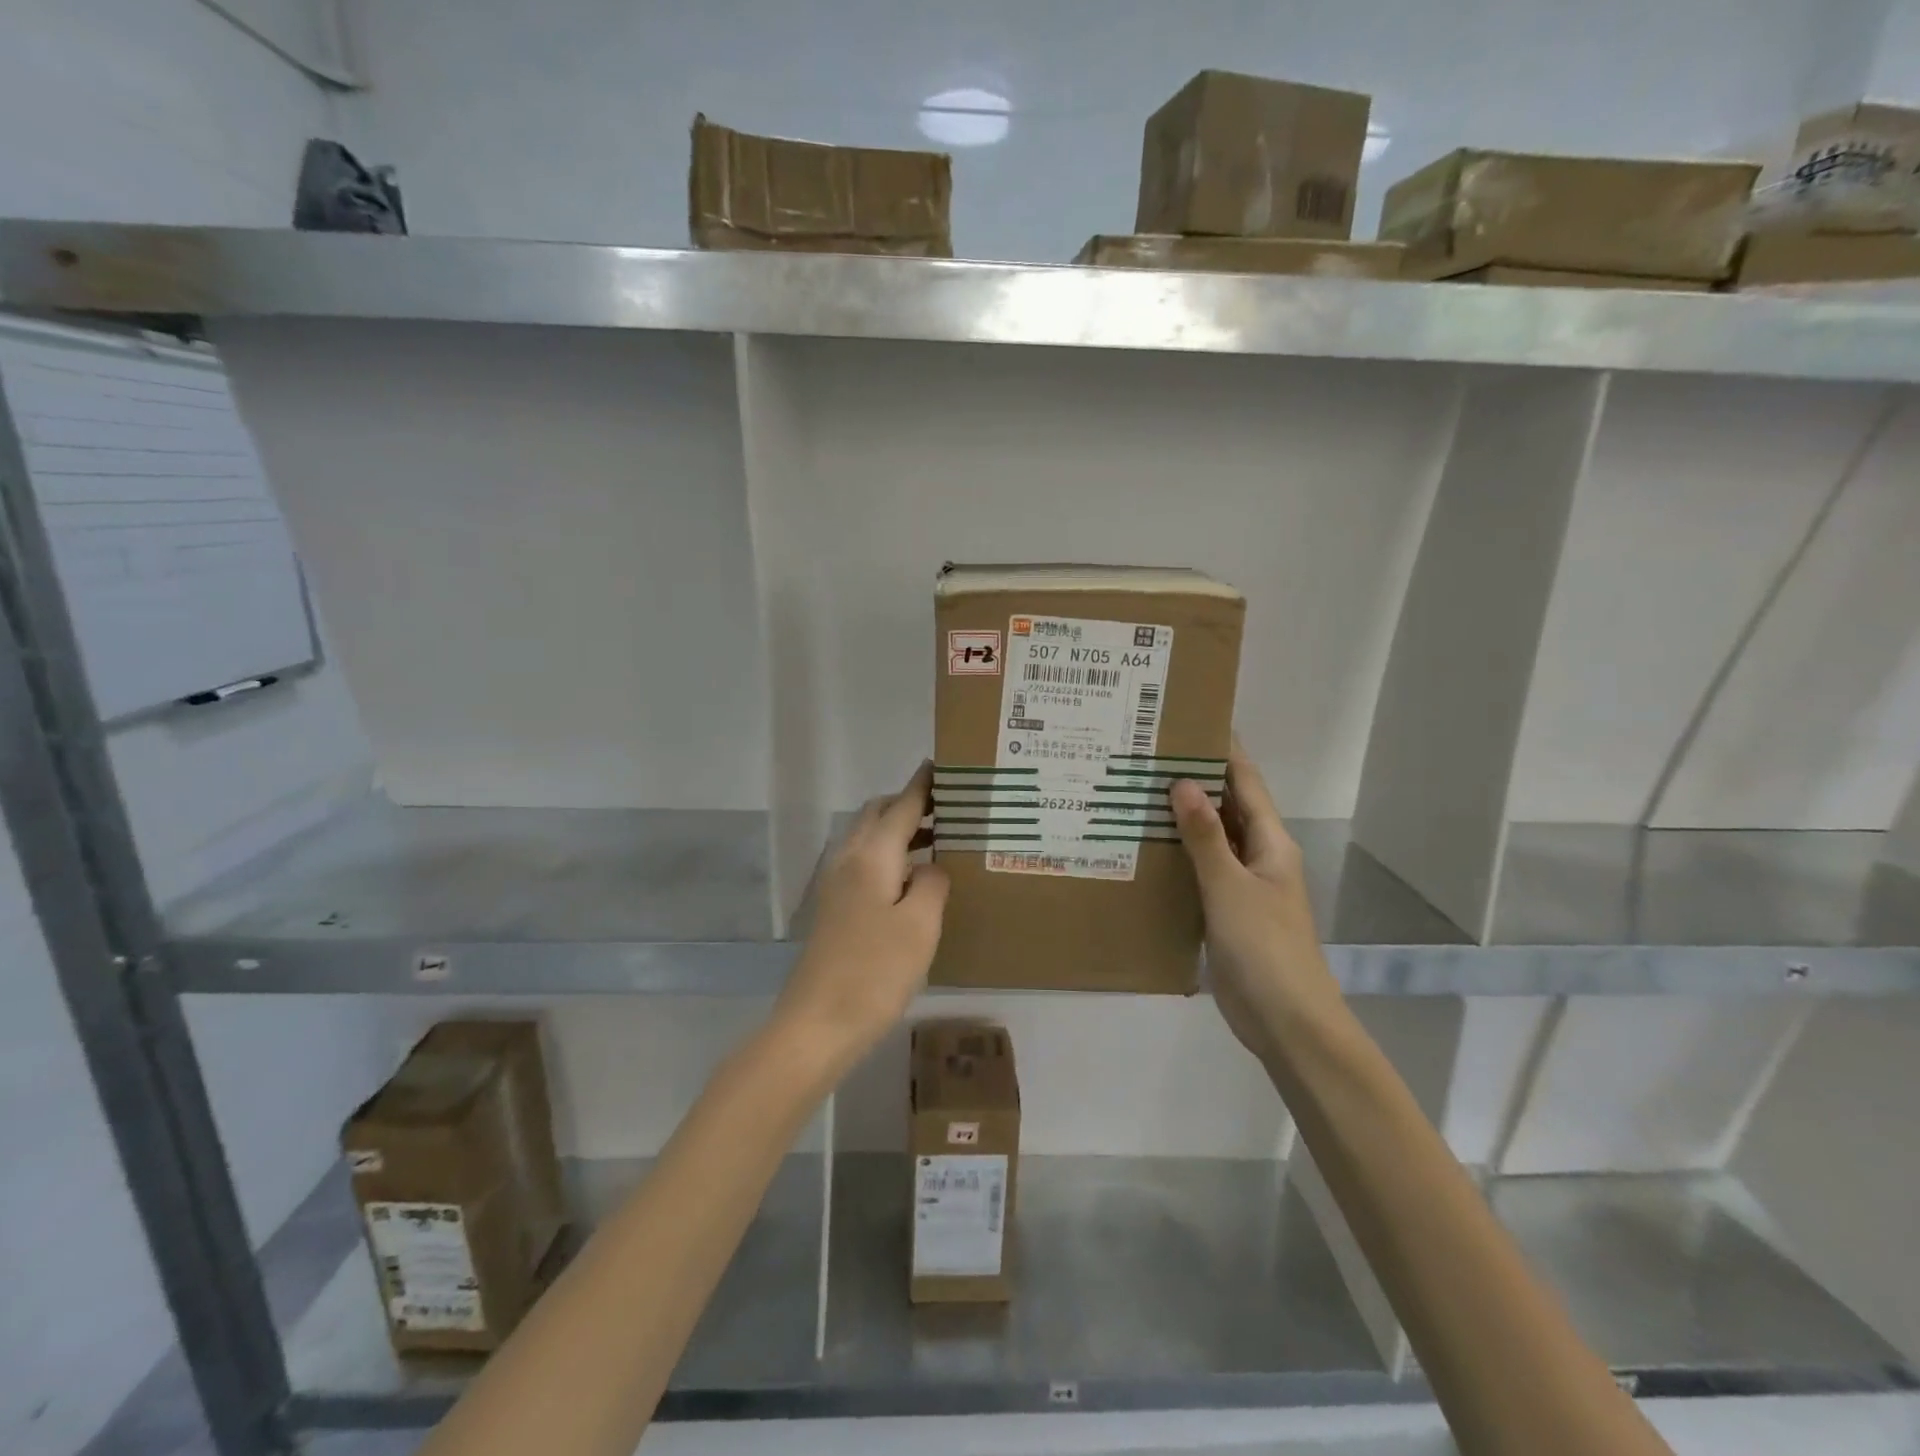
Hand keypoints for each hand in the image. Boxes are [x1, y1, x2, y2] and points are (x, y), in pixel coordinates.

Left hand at [774, 762, 949, 1068]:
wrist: (817, 1025)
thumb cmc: (874, 972)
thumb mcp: (920, 926)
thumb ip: (932, 884)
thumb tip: (932, 867)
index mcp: (871, 856)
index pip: (901, 806)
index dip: (922, 785)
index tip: (942, 765)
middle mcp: (849, 860)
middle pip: (877, 814)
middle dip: (909, 803)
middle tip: (948, 807)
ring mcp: (837, 885)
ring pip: (869, 839)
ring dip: (900, 830)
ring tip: (939, 839)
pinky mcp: (835, 909)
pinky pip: (866, 863)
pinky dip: (891, 856)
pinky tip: (913, 880)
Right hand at [1170, 740, 1342, 1068]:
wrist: (1287, 1022)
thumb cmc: (1265, 947)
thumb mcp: (1230, 886)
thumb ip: (1205, 836)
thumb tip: (1182, 782)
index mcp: (1270, 842)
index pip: (1245, 781)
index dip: (1222, 750)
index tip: (1187, 721)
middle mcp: (1258, 856)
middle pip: (1227, 807)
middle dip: (1193, 781)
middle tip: (1144, 757)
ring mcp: (1242, 886)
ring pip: (1210, 840)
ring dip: (1181, 819)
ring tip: (1133, 794)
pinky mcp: (1225, 912)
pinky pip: (1199, 872)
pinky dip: (1176, 857)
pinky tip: (1142, 851)